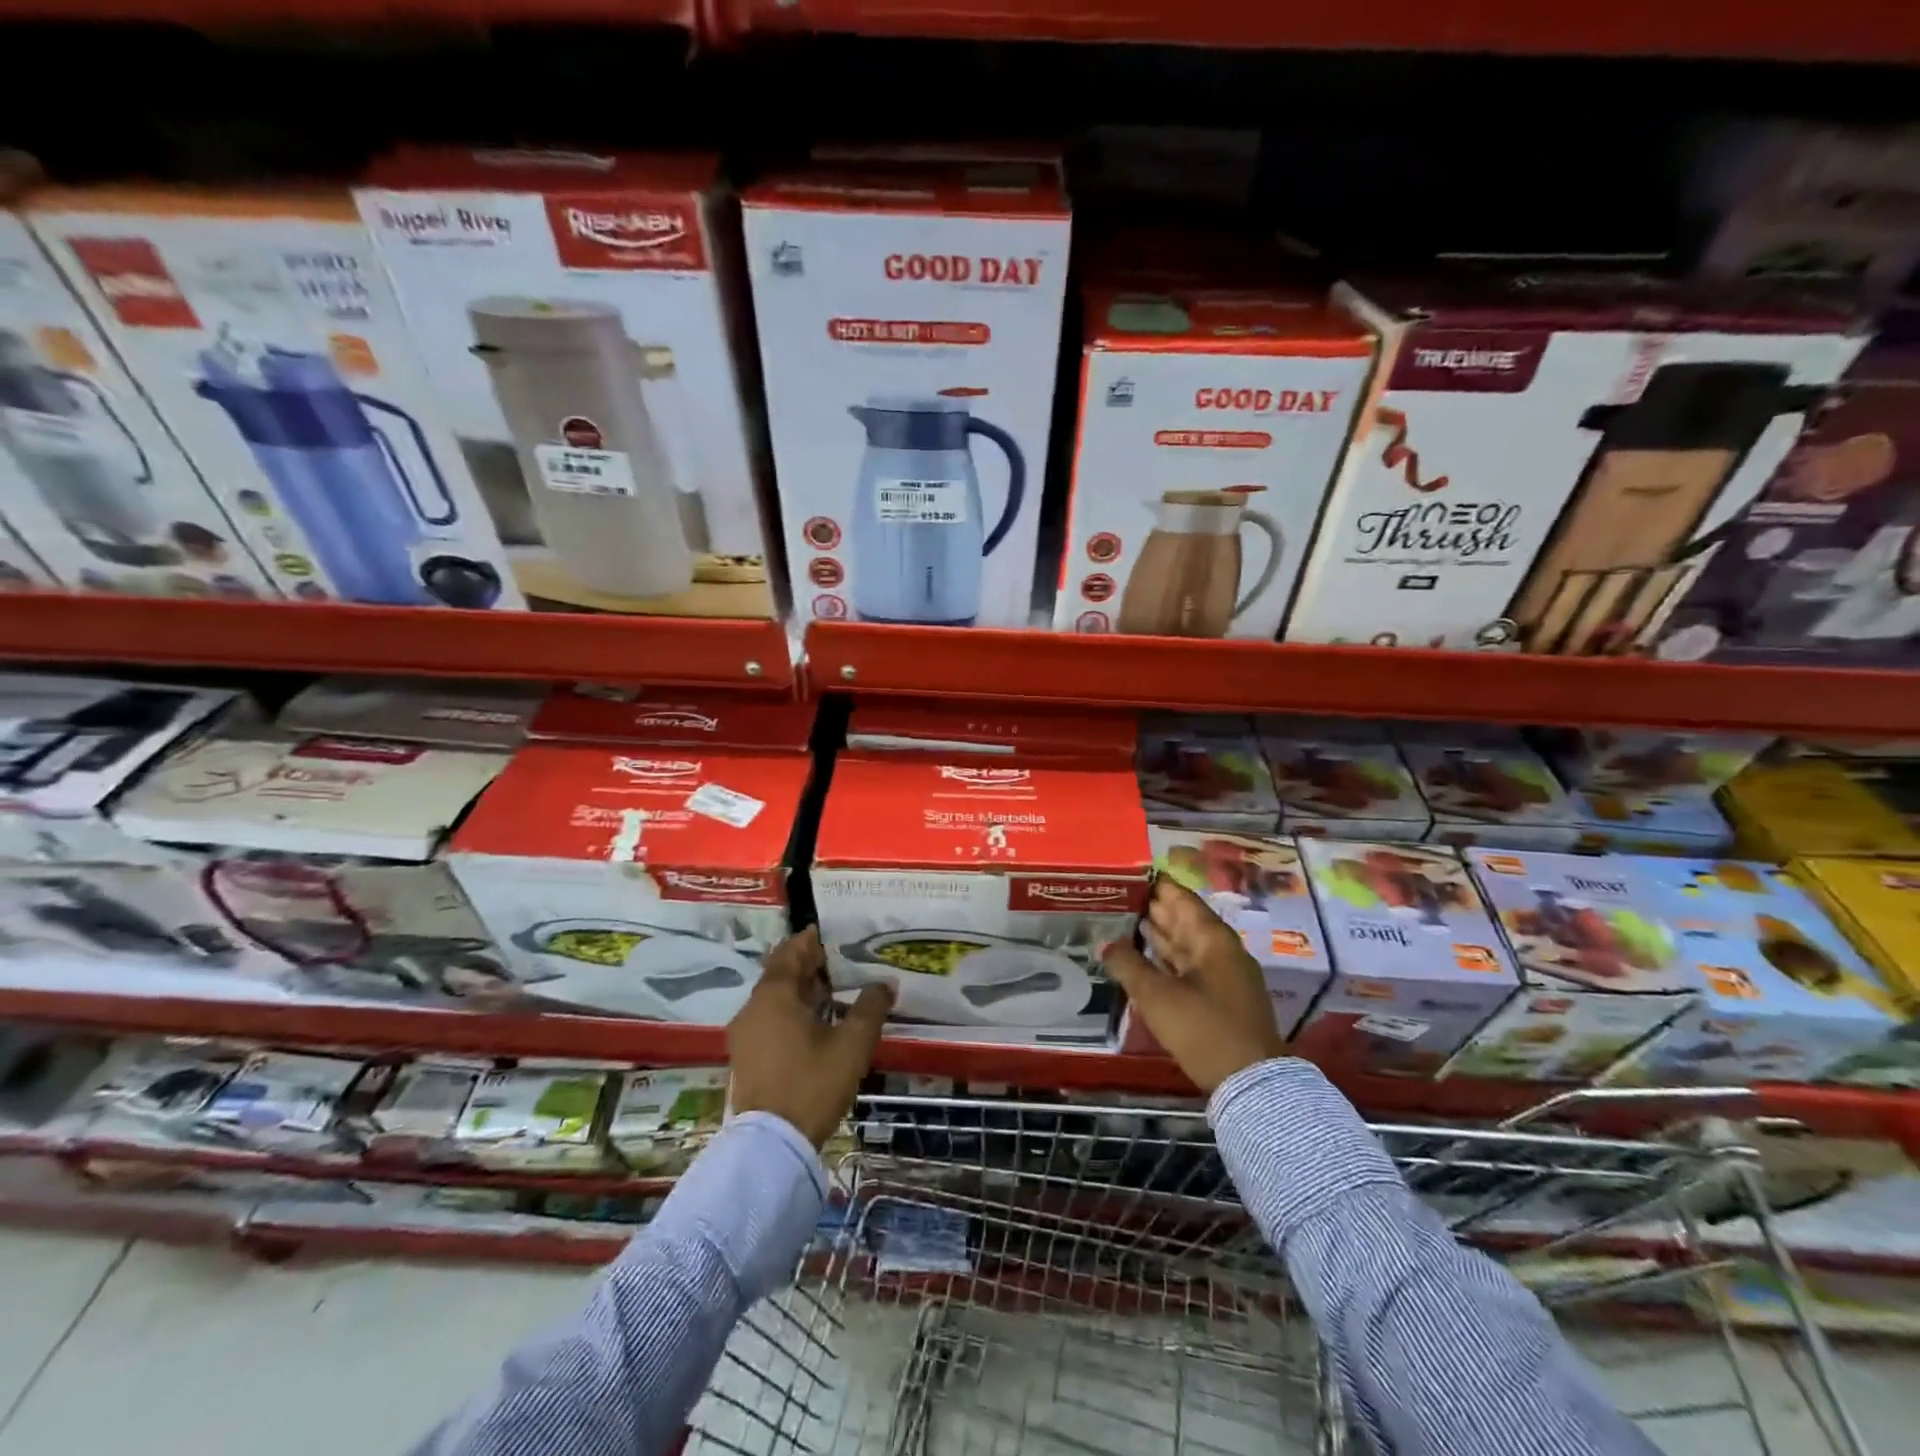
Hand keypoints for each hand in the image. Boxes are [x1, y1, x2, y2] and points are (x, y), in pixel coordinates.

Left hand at [728, 926, 893, 1147]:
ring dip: (799, 990)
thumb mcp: (852, 1044)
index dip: (810, 941)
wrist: (771, 1145)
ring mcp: (745, 1034)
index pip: (790, 953)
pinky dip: (789, 1012)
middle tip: (837, 962)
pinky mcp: (745, 1057)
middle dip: (807, 965)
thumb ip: (870, 1008)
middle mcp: (753, 1007)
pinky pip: (768, 1019)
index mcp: (774, 995)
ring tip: (831, 992)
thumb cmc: (812, 1083)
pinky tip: (813, 1024)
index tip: (830, 934)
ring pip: (773, 998)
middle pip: (779, 974)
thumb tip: (885, 983)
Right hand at [1103, 878, 1286, 1092]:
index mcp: (1212, 938)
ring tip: (1126, 922)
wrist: (1252, 1083)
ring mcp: (1225, 975)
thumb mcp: (1157, 996)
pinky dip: (1168, 959)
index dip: (1155, 885)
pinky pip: (1189, 966)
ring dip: (1159, 934)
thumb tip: (1105, 944)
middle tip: (1119, 898)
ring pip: (1187, 944)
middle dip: (1153, 909)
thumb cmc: (1204, 1029)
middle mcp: (1221, 950)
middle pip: (1184, 919)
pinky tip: (1146, 958)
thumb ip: (1128, 965)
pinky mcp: (1222, 999)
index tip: (1128, 875)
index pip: (1181, 898)